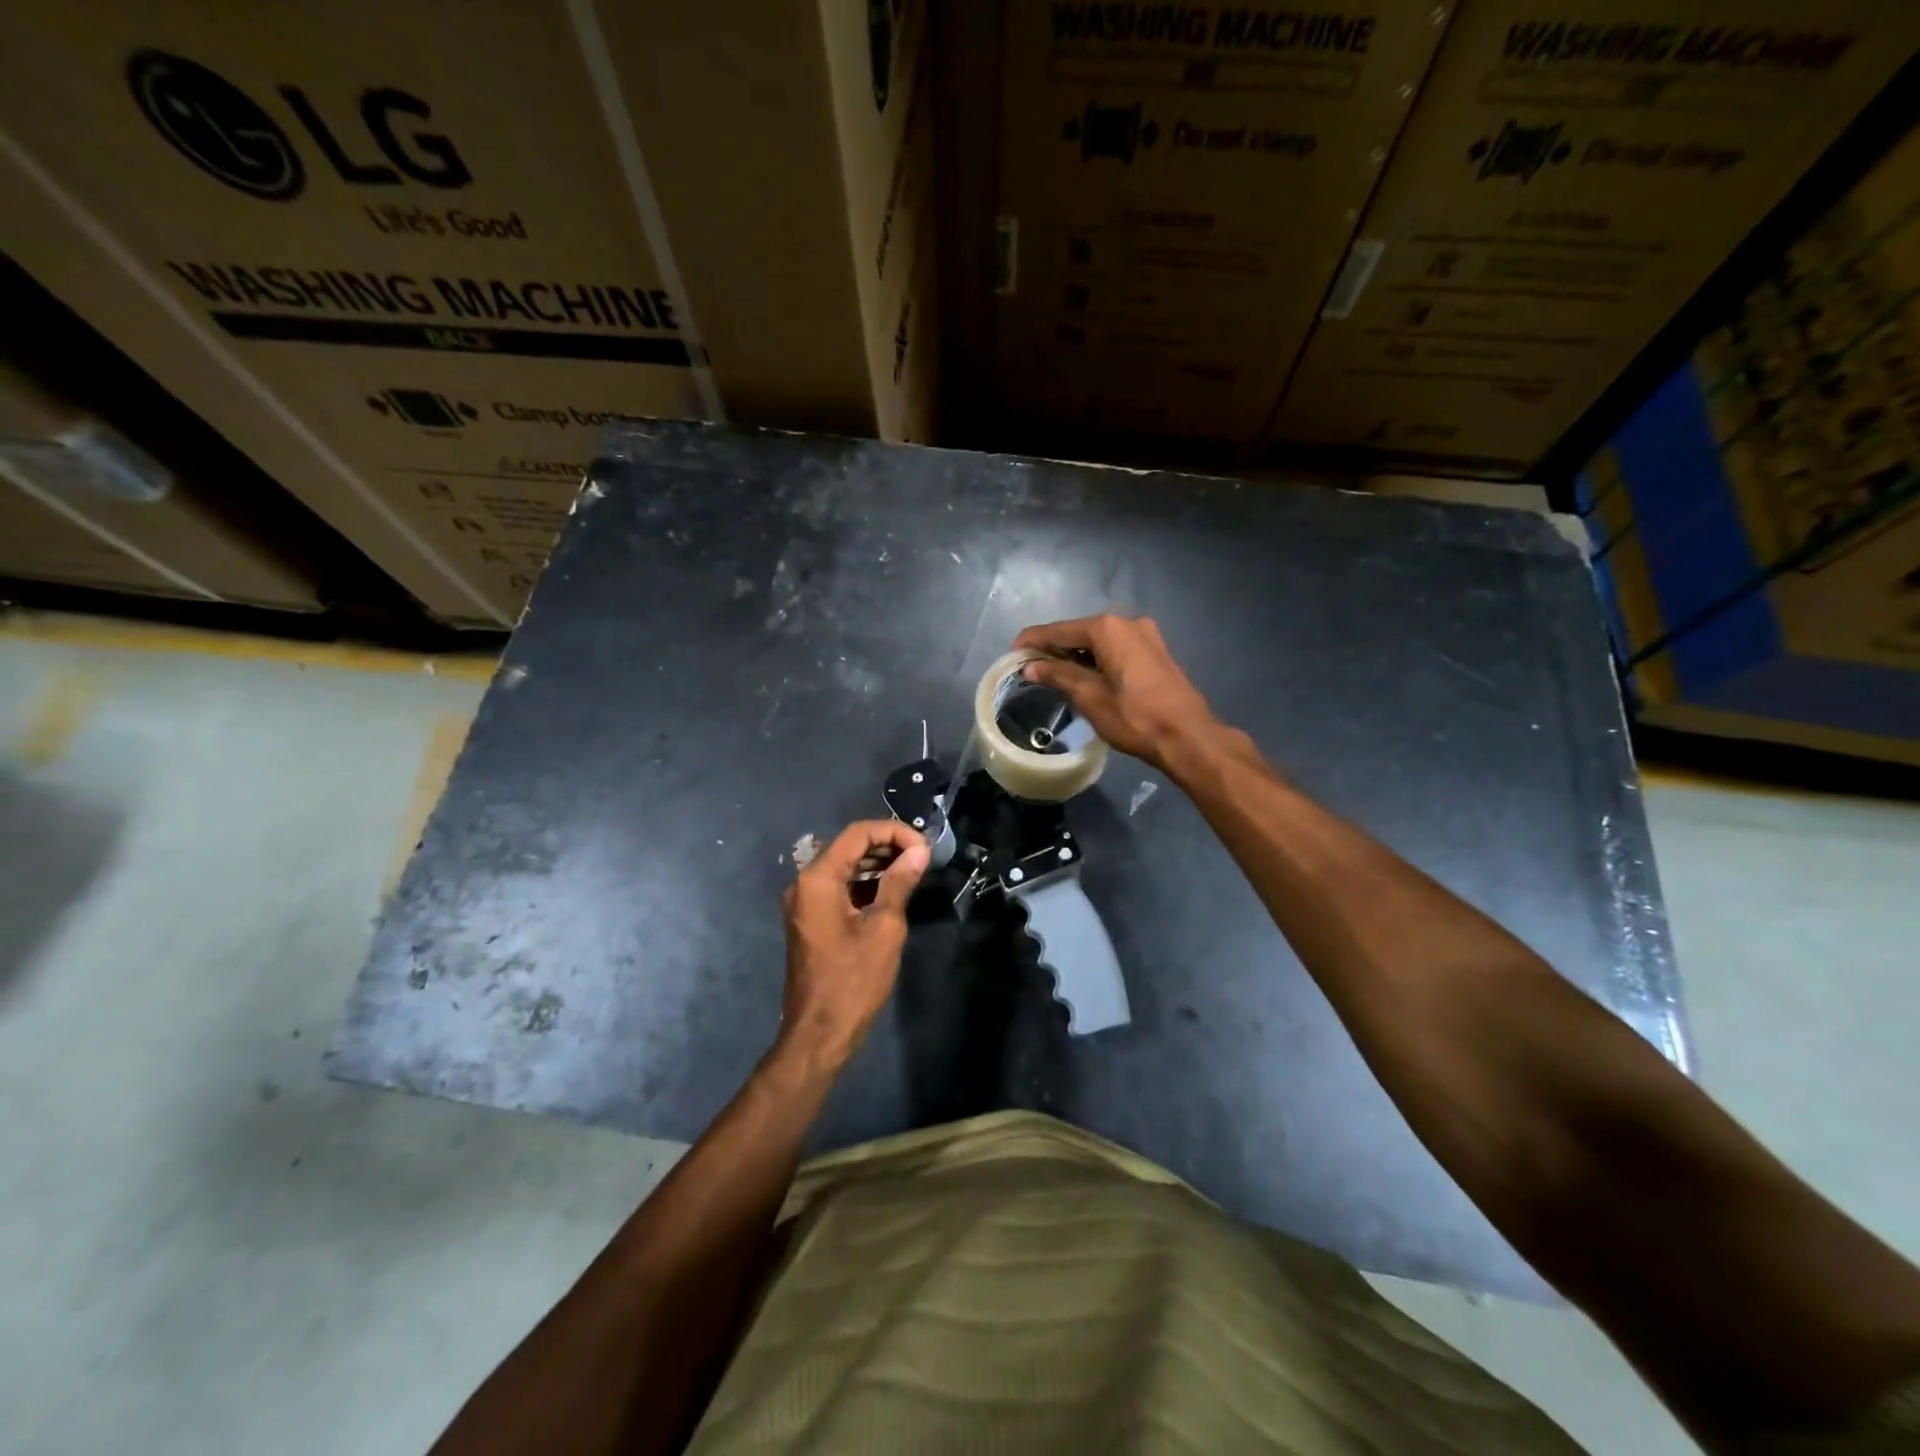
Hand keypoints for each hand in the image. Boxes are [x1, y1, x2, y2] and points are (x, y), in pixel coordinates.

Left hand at [775, 819, 929, 1073]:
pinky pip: (837, 888)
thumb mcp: (884, 927)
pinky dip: (864, 883)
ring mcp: (804, 902)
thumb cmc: (853, 980)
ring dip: (877, 863)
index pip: (857, 834)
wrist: (819, 1033)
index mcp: (818, 879)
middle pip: (848, 847)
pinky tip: (891, 891)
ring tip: (913, 870)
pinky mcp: (809, 920)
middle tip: (922, 857)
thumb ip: (900, 883)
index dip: (893, 831)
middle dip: (886, 845)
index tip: (924, 847)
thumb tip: (919, 851)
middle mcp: (804, 883)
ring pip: (843, 866)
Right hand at [1013, 614, 1230, 775]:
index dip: (1032, 641)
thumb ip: (1057, 675)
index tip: (1012, 654)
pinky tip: (1085, 678)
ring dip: (1076, 656)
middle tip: (1031, 669)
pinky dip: (1097, 660)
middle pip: (1079, 633)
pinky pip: (1116, 650)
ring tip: (1053, 676)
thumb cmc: (1134, 716)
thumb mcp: (1089, 697)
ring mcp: (1146, 636)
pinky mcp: (1156, 653)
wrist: (1188, 736)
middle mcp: (1127, 623)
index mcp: (1108, 629)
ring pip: (1099, 642)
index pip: (1058, 630)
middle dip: (1054, 649)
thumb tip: (1030, 666)